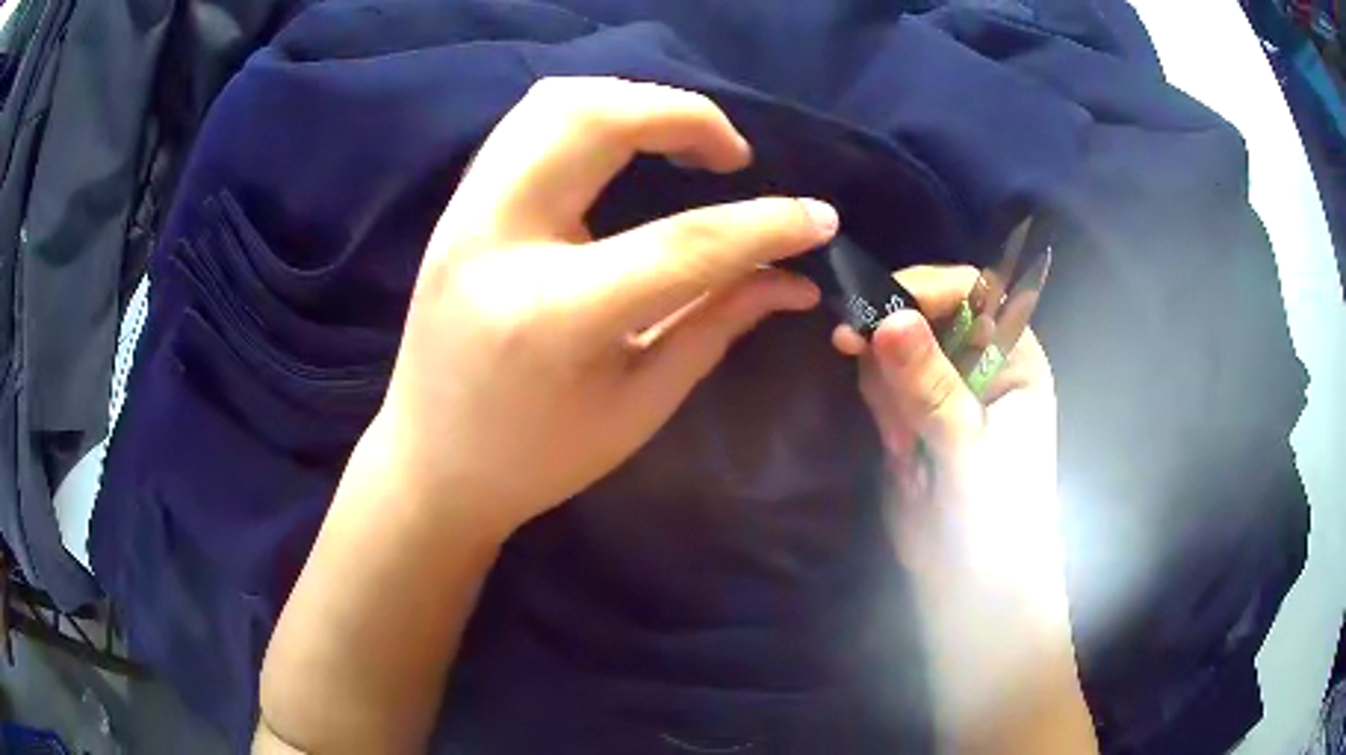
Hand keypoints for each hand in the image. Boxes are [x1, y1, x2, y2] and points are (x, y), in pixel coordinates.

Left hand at [373, 77, 835, 537]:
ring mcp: (465, 214)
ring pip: (554, 102)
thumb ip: (717, 323)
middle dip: (685, 114)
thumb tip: (793, 278)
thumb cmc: (536, 459)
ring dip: (633, 103)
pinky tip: (622, 148)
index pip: (684, 242)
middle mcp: (498, 240)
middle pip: (598, 118)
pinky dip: (590, 116)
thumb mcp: (639, 405)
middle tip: (731, 155)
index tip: (819, 217)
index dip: (767, 224)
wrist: (431, 464)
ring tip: (680, 142)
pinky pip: (527, 124)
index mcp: (554, 315)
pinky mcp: (457, 208)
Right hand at [833, 266, 1061, 597]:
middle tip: (885, 400)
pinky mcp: (917, 412)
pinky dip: (881, 409)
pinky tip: (899, 452)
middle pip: (924, 312)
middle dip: (895, 348)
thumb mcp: (966, 450)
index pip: (971, 291)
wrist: (974, 584)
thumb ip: (931, 386)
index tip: (874, 316)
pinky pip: (883, 383)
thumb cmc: (995, 520)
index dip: (923, 289)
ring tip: (903, 445)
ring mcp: (947, 386)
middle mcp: (983, 361)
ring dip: (886, 388)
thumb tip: (888, 319)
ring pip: (895, 347)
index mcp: (1015, 356)